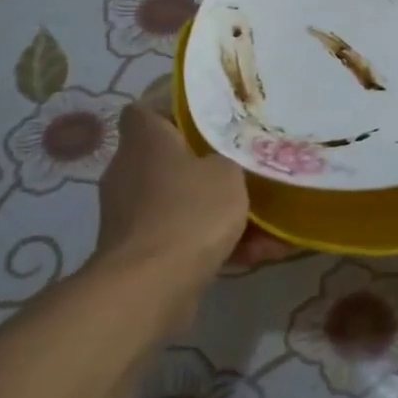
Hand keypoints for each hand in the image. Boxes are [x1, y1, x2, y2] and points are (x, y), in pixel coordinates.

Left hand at [96, 105, 249, 301]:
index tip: (208, 118)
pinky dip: (215, 244)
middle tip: (245, 166)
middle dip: (207, 167)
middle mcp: (129, 173)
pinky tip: (258, 254)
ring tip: (268, 223)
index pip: (145, 111)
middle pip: (169, 159)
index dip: (173, 110)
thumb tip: (224, 162)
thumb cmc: (189, 211)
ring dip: (219, 213)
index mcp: (144, 141)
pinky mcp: (139, 253)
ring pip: (182, 203)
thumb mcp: (228, 171)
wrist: (150, 286)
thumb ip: (230, 158)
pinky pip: (183, 238)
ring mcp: (130, 216)